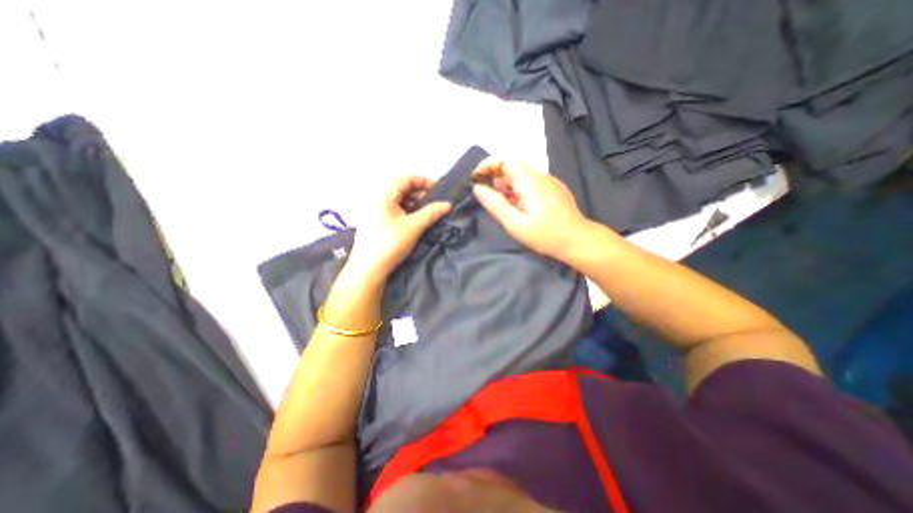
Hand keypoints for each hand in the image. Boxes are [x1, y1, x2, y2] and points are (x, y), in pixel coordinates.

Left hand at [346, 175, 451, 279]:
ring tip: (429, 212)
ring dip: (414, 203)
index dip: (424, 181)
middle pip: (402, 188)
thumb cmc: (390, 244)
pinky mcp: (376, 222)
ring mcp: (375, 211)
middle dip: (420, 193)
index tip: (440, 189)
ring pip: (399, 200)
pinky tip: (416, 220)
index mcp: (383, 195)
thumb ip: (431, 213)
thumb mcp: (414, 227)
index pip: (406, 179)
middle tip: (436, 203)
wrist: (368, 269)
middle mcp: (377, 199)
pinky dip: (407, 212)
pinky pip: (394, 210)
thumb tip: (448, 204)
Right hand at [475, 159, 595, 261]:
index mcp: (529, 181)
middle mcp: (540, 176)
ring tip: (500, 201)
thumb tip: (478, 188)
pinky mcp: (554, 188)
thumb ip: (495, 205)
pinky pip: (532, 181)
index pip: (505, 160)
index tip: (476, 178)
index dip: (488, 165)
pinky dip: (519, 187)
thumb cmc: (545, 235)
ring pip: (523, 174)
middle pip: (514, 165)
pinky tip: (518, 204)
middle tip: (486, 191)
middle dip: (496, 174)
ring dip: (507, 182)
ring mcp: (550, 181)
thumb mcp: (515, 224)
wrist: (578, 240)